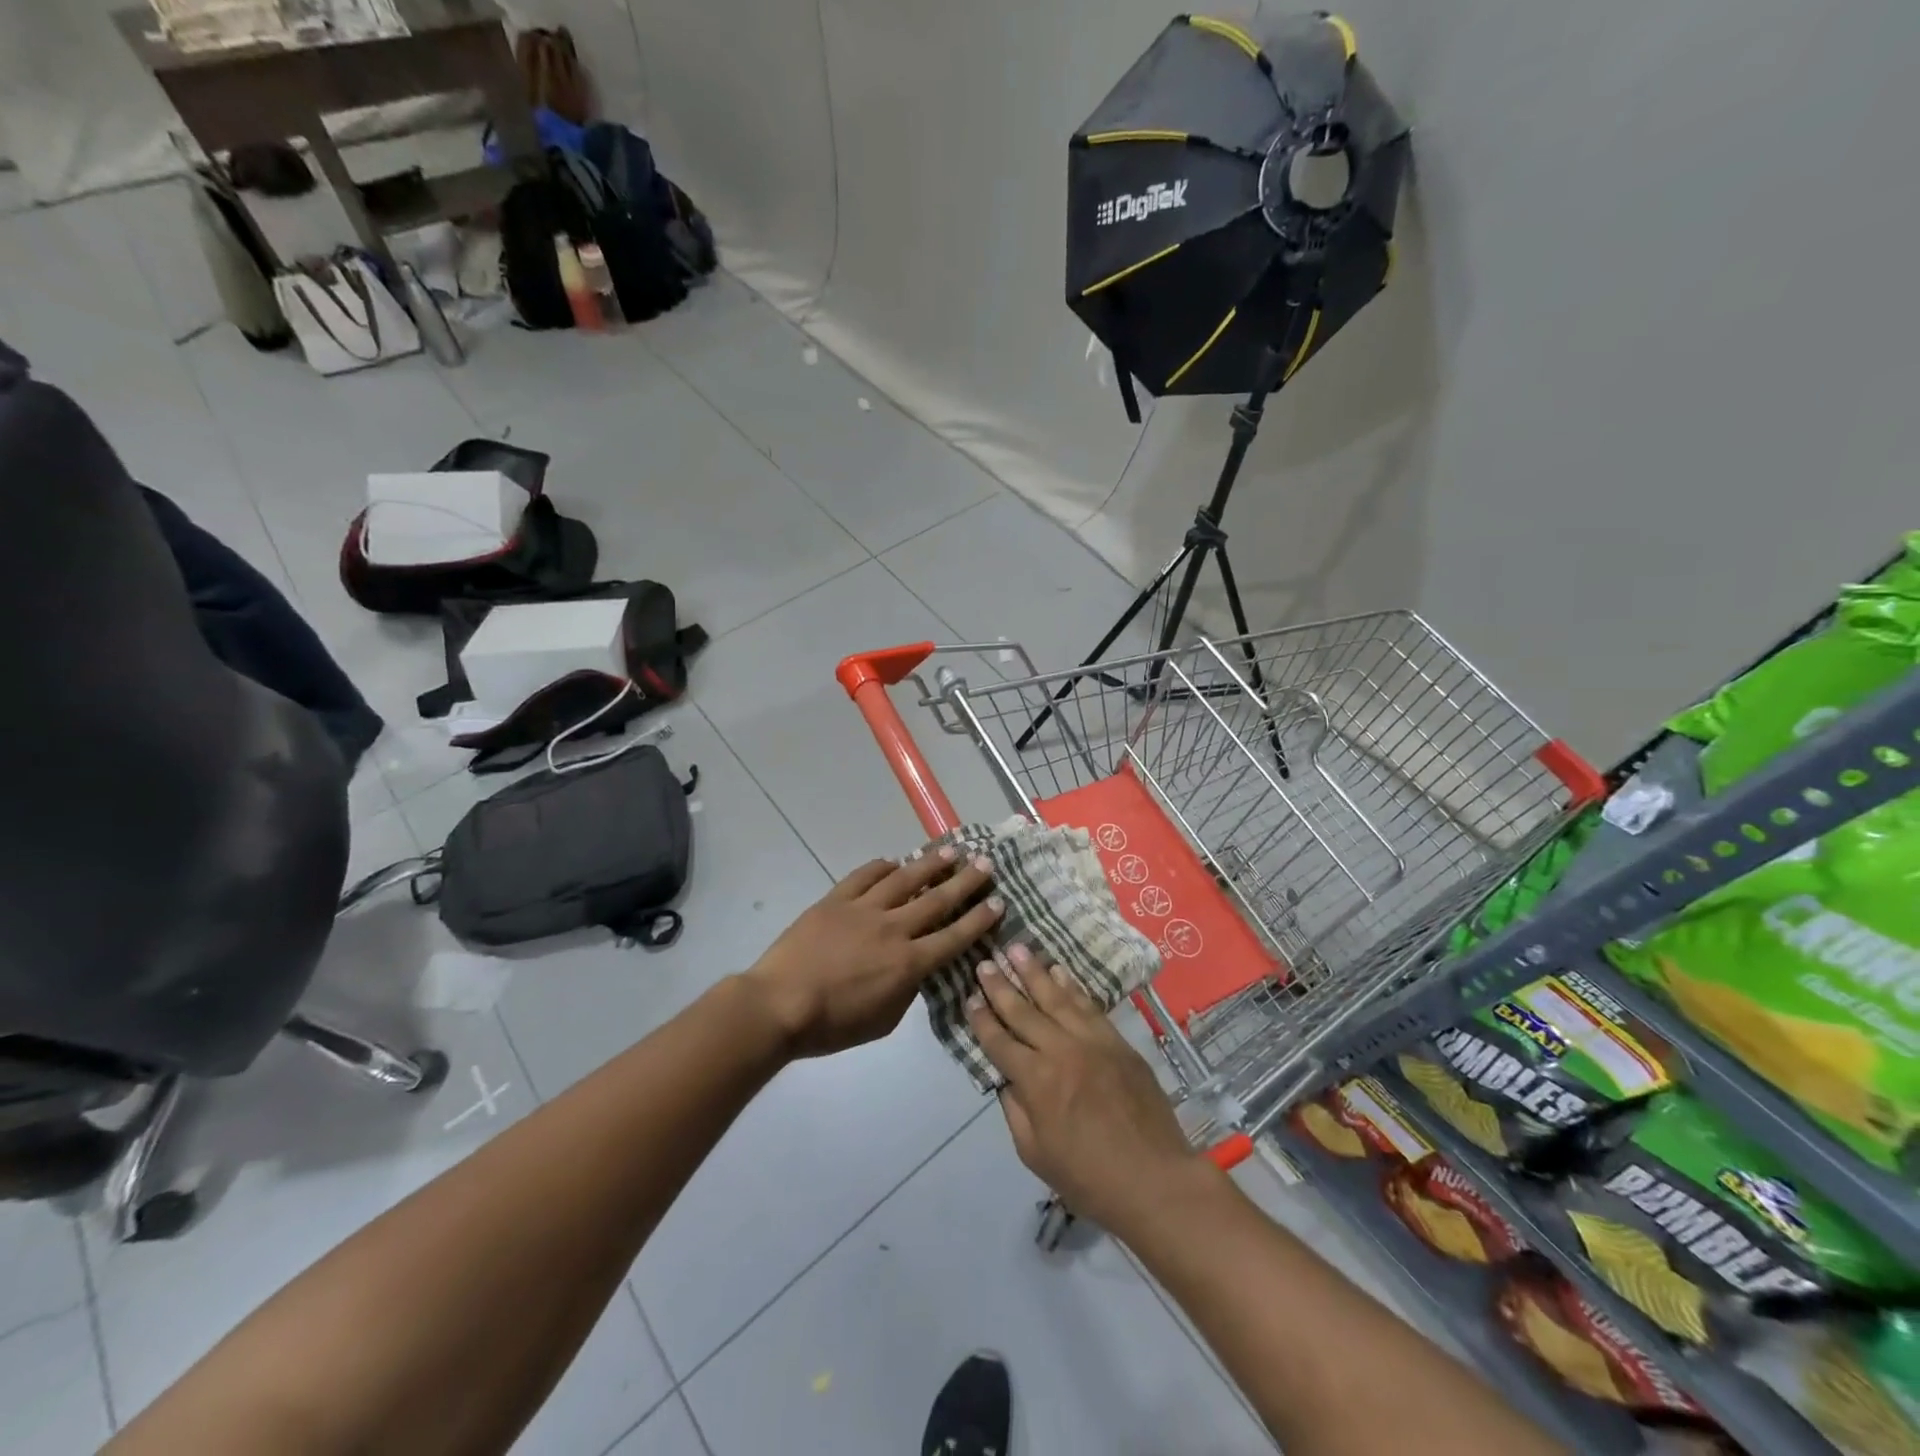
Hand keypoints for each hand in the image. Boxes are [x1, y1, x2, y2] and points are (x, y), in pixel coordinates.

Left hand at [743, 847, 1001, 1058]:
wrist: (779, 1005)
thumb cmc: (832, 1025)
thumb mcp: (883, 1021)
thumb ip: (907, 991)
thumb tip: (916, 969)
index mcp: (908, 963)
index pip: (954, 937)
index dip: (979, 919)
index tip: (998, 901)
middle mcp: (893, 929)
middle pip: (937, 900)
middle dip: (965, 881)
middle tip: (985, 863)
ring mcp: (863, 910)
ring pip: (904, 879)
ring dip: (929, 864)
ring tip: (949, 851)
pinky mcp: (836, 900)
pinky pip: (864, 876)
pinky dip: (881, 866)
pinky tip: (893, 860)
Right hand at [967, 945, 1202, 1234]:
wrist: (1155, 1179)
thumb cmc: (1089, 1178)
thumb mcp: (1035, 1154)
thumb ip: (1015, 1110)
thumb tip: (1006, 1078)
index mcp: (1036, 1081)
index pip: (999, 1041)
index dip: (981, 1019)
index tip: (969, 997)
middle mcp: (1060, 1051)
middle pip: (1023, 1011)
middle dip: (1000, 986)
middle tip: (985, 962)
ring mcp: (1092, 1041)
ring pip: (1056, 997)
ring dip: (1034, 972)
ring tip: (1017, 949)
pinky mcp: (1117, 1040)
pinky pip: (1089, 1005)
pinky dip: (1072, 985)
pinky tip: (1059, 970)